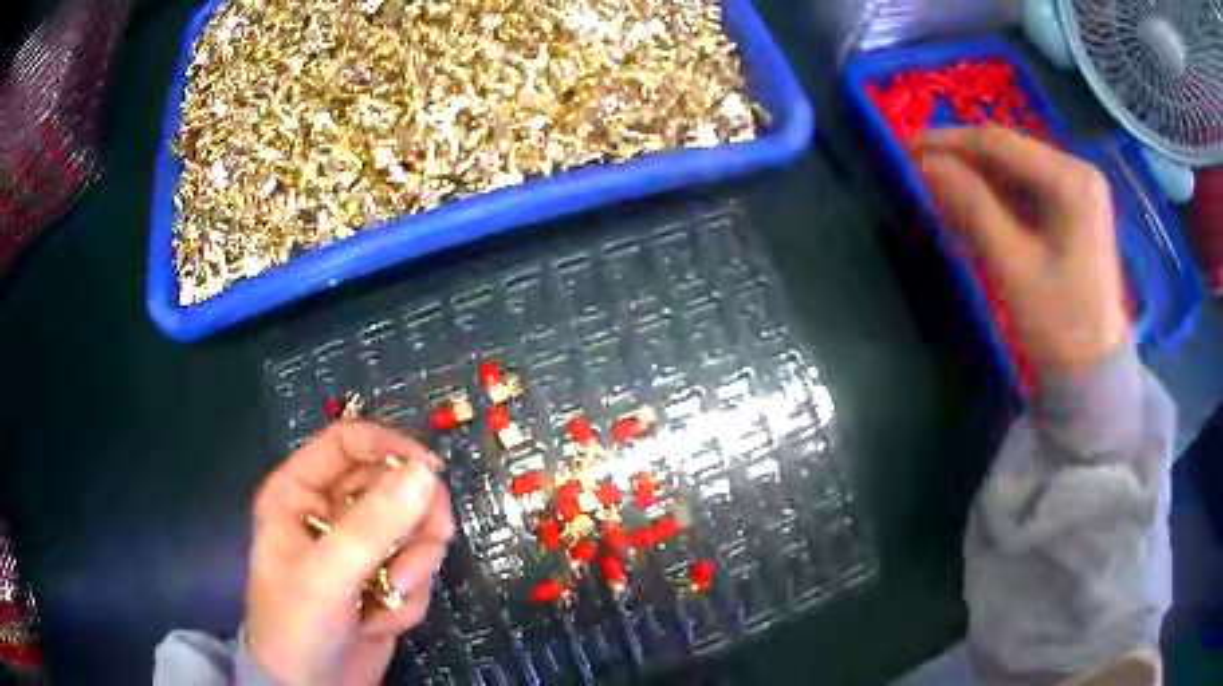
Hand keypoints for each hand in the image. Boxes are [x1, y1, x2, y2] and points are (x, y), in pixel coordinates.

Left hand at [246, 421, 454, 684]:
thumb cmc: (297, 624)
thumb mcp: (327, 575)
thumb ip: (372, 525)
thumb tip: (425, 474)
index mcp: (299, 493)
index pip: (347, 442)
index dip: (389, 447)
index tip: (432, 471)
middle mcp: (330, 513)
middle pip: (391, 485)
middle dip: (413, 519)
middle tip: (434, 540)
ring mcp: (359, 548)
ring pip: (412, 530)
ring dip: (413, 566)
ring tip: (392, 595)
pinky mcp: (383, 580)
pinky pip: (416, 570)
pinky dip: (409, 597)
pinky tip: (382, 621)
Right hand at [914, 127, 1129, 375]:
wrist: (1094, 374)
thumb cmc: (1059, 325)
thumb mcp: (1013, 264)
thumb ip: (972, 205)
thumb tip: (926, 164)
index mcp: (1071, 180)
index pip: (1000, 144)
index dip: (950, 142)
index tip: (908, 147)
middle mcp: (1077, 172)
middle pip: (1009, 155)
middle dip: (964, 163)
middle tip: (921, 175)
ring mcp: (1078, 191)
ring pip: (1016, 173)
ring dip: (978, 183)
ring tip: (941, 196)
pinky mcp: (1074, 211)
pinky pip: (1028, 193)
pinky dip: (999, 201)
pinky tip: (974, 212)